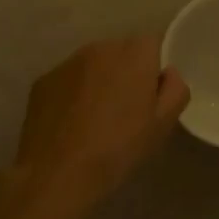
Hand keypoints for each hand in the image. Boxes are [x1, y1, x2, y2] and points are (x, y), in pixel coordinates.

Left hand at [5, 36, 188, 218]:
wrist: (57, 174)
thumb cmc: (117, 149)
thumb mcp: (162, 126)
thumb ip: (175, 90)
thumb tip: (168, 73)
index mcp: (134, 54)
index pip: (152, 44)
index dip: (154, 68)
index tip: (150, 94)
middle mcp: (101, 47)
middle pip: (121, 52)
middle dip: (125, 72)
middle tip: (124, 109)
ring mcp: (68, 61)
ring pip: (93, 65)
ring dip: (98, 81)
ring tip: (95, 119)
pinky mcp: (43, 79)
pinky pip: (67, 80)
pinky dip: (72, 94)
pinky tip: (70, 124)